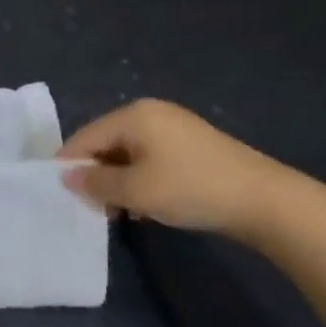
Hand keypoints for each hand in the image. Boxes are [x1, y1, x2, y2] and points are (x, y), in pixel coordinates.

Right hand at [58, 99, 299, 239]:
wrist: (265, 201)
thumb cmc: (191, 189)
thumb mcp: (136, 190)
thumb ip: (96, 183)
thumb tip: (67, 177)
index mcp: (133, 115)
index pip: (86, 137)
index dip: (70, 165)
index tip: (60, 195)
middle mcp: (151, 113)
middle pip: (106, 143)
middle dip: (97, 175)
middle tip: (93, 209)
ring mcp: (174, 127)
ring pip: (129, 154)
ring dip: (119, 182)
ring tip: (120, 213)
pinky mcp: (191, 146)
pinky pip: (151, 159)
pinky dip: (141, 180)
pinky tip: (146, 206)